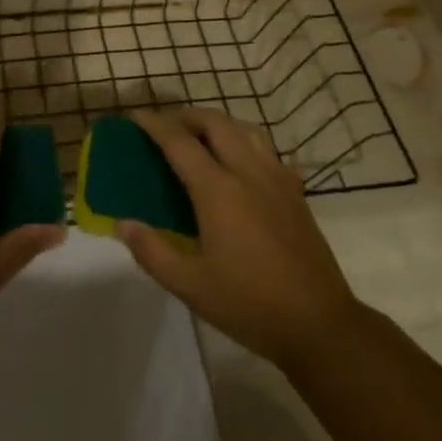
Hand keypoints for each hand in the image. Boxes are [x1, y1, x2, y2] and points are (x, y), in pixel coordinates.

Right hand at [119, 108, 361, 369]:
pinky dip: (247, 145)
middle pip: (216, 124)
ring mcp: (278, 180)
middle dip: (188, 116)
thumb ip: (152, 252)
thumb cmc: (249, 305)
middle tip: (167, 127)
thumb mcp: (190, 286)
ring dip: (219, 125)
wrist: (319, 324)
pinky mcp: (296, 194)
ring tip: (202, 139)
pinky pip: (269, 152)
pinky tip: (242, 166)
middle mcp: (248, 173)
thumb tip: (123, 223)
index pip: (180, 142)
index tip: (135, 116)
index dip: (154, 125)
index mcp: (218, 191)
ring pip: (247, 131)